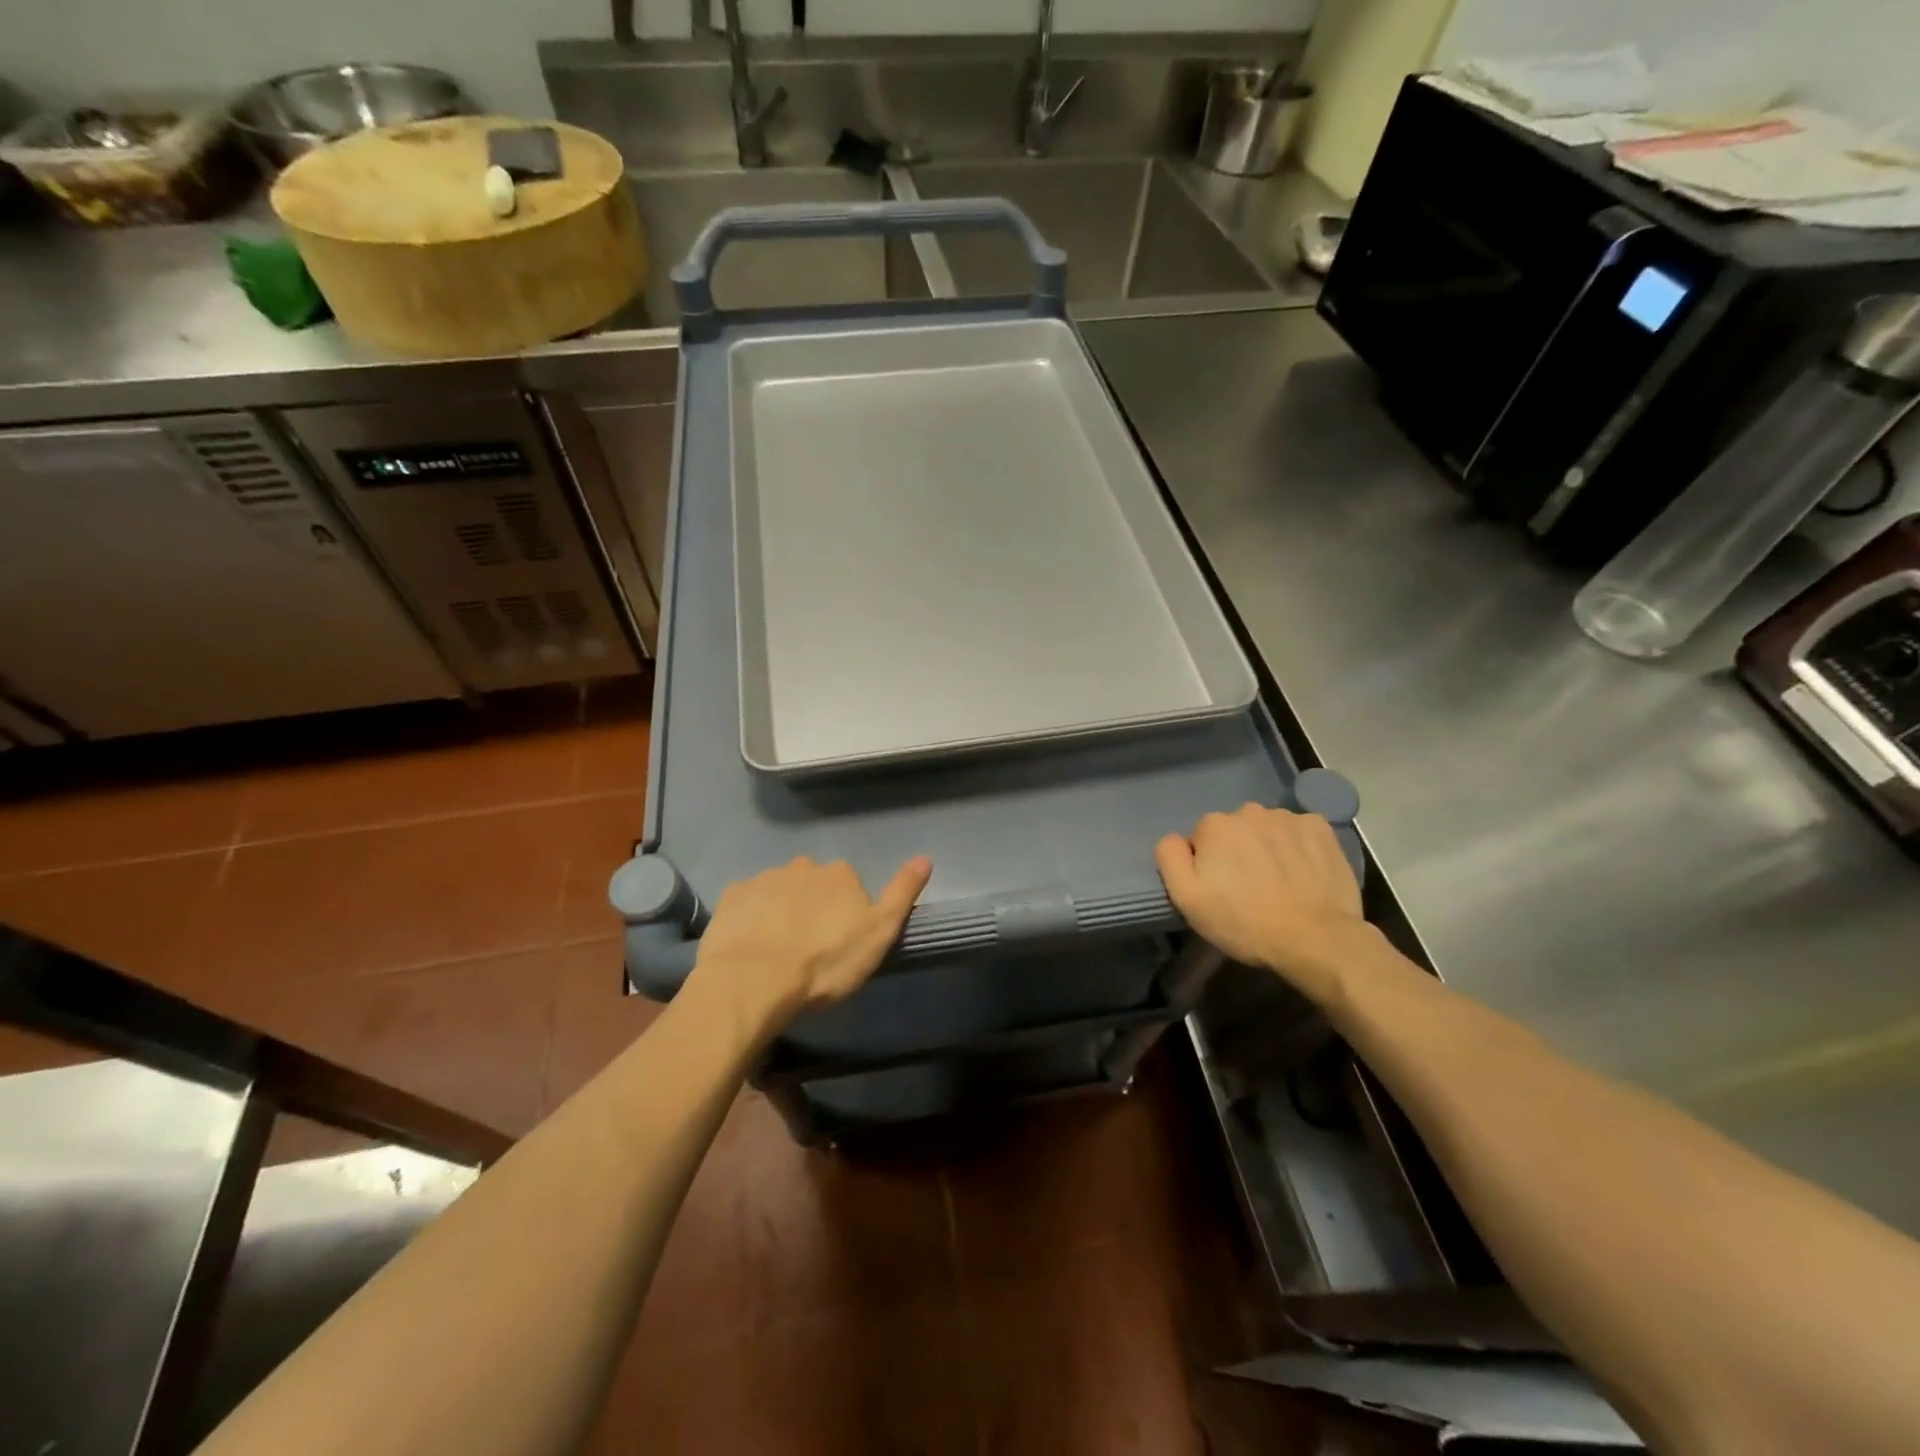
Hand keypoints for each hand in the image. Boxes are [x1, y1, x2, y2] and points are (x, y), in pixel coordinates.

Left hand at [690, 855, 932, 1028]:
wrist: (753, 981)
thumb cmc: (825, 963)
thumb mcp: (878, 934)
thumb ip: (902, 894)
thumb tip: (925, 858)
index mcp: (840, 874)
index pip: (850, 887)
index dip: (848, 915)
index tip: (840, 944)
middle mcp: (803, 866)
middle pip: (814, 885)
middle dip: (813, 908)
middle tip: (809, 949)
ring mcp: (764, 878)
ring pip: (780, 892)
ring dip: (781, 912)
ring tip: (777, 952)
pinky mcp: (732, 896)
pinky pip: (748, 902)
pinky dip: (751, 917)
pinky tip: (750, 945)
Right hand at [1155, 804, 1365, 1002]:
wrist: (1316, 939)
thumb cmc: (1244, 921)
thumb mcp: (1187, 898)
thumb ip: (1169, 857)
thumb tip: (1176, 838)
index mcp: (1214, 825)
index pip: (1201, 839)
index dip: (1208, 865)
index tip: (1221, 890)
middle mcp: (1249, 811)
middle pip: (1234, 830)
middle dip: (1237, 852)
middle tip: (1249, 889)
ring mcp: (1289, 817)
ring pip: (1266, 829)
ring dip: (1266, 848)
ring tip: (1278, 883)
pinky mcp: (1321, 828)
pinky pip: (1298, 831)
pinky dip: (1297, 846)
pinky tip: (1302, 873)